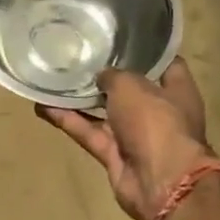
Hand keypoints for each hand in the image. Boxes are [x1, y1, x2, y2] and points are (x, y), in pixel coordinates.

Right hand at [37, 59, 215, 219]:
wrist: (159, 181)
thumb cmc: (156, 122)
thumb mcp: (132, 85)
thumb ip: (114, 76)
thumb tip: (101, 76)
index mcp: (176, 90)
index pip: (164, 64)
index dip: (145, 51)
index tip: (120, 38)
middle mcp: (158, 112)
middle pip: (130, 89)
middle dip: (106, 76)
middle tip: (79, 56)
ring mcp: (136, 135)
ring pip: (103, 113)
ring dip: (80, 100)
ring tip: (54, 79)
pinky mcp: (114, 155)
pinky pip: (89, 133)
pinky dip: (68, 121)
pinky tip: (43, 106)